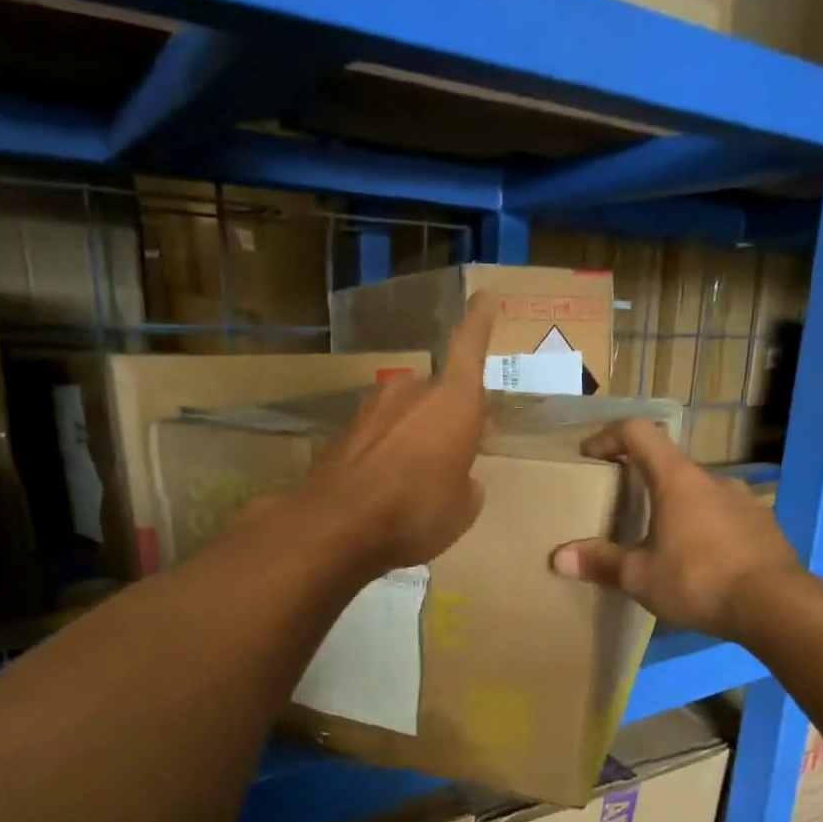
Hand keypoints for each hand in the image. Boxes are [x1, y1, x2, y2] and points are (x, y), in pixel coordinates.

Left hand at [295, 292, 495, 573]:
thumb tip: (461, 481)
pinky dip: (386, 452)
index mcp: (454, 402)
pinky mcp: (344, 431)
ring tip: (417, 476)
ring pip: (405, 412)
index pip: (470, 347)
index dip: (480, 321)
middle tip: (452, 450)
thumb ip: (467, 486)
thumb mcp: (463, 510)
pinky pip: (379, 434)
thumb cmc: (417, 512)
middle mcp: (413, 392)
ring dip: (414, 434)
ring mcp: (372, 408)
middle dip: (445, 416)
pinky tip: (385, 486)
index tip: (485, 296)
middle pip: (437, 392)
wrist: (337, 525)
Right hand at [551, 419, 808, 639]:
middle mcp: (712, 480)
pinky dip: (704, 530)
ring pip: (699, 495)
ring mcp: (744, 501)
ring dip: (676, 510)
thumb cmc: (699, 580)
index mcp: (677, 480)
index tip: (590, 455)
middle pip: (669, 466)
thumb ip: (601, 563)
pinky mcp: (763, 527)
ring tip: (663, 545)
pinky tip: (700, 564)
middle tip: (624, 511)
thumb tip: (558, 558)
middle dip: (642, 483)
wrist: (777, 605)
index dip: (609, 437)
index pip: (638, 433)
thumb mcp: (640, 577)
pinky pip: (723, 518)